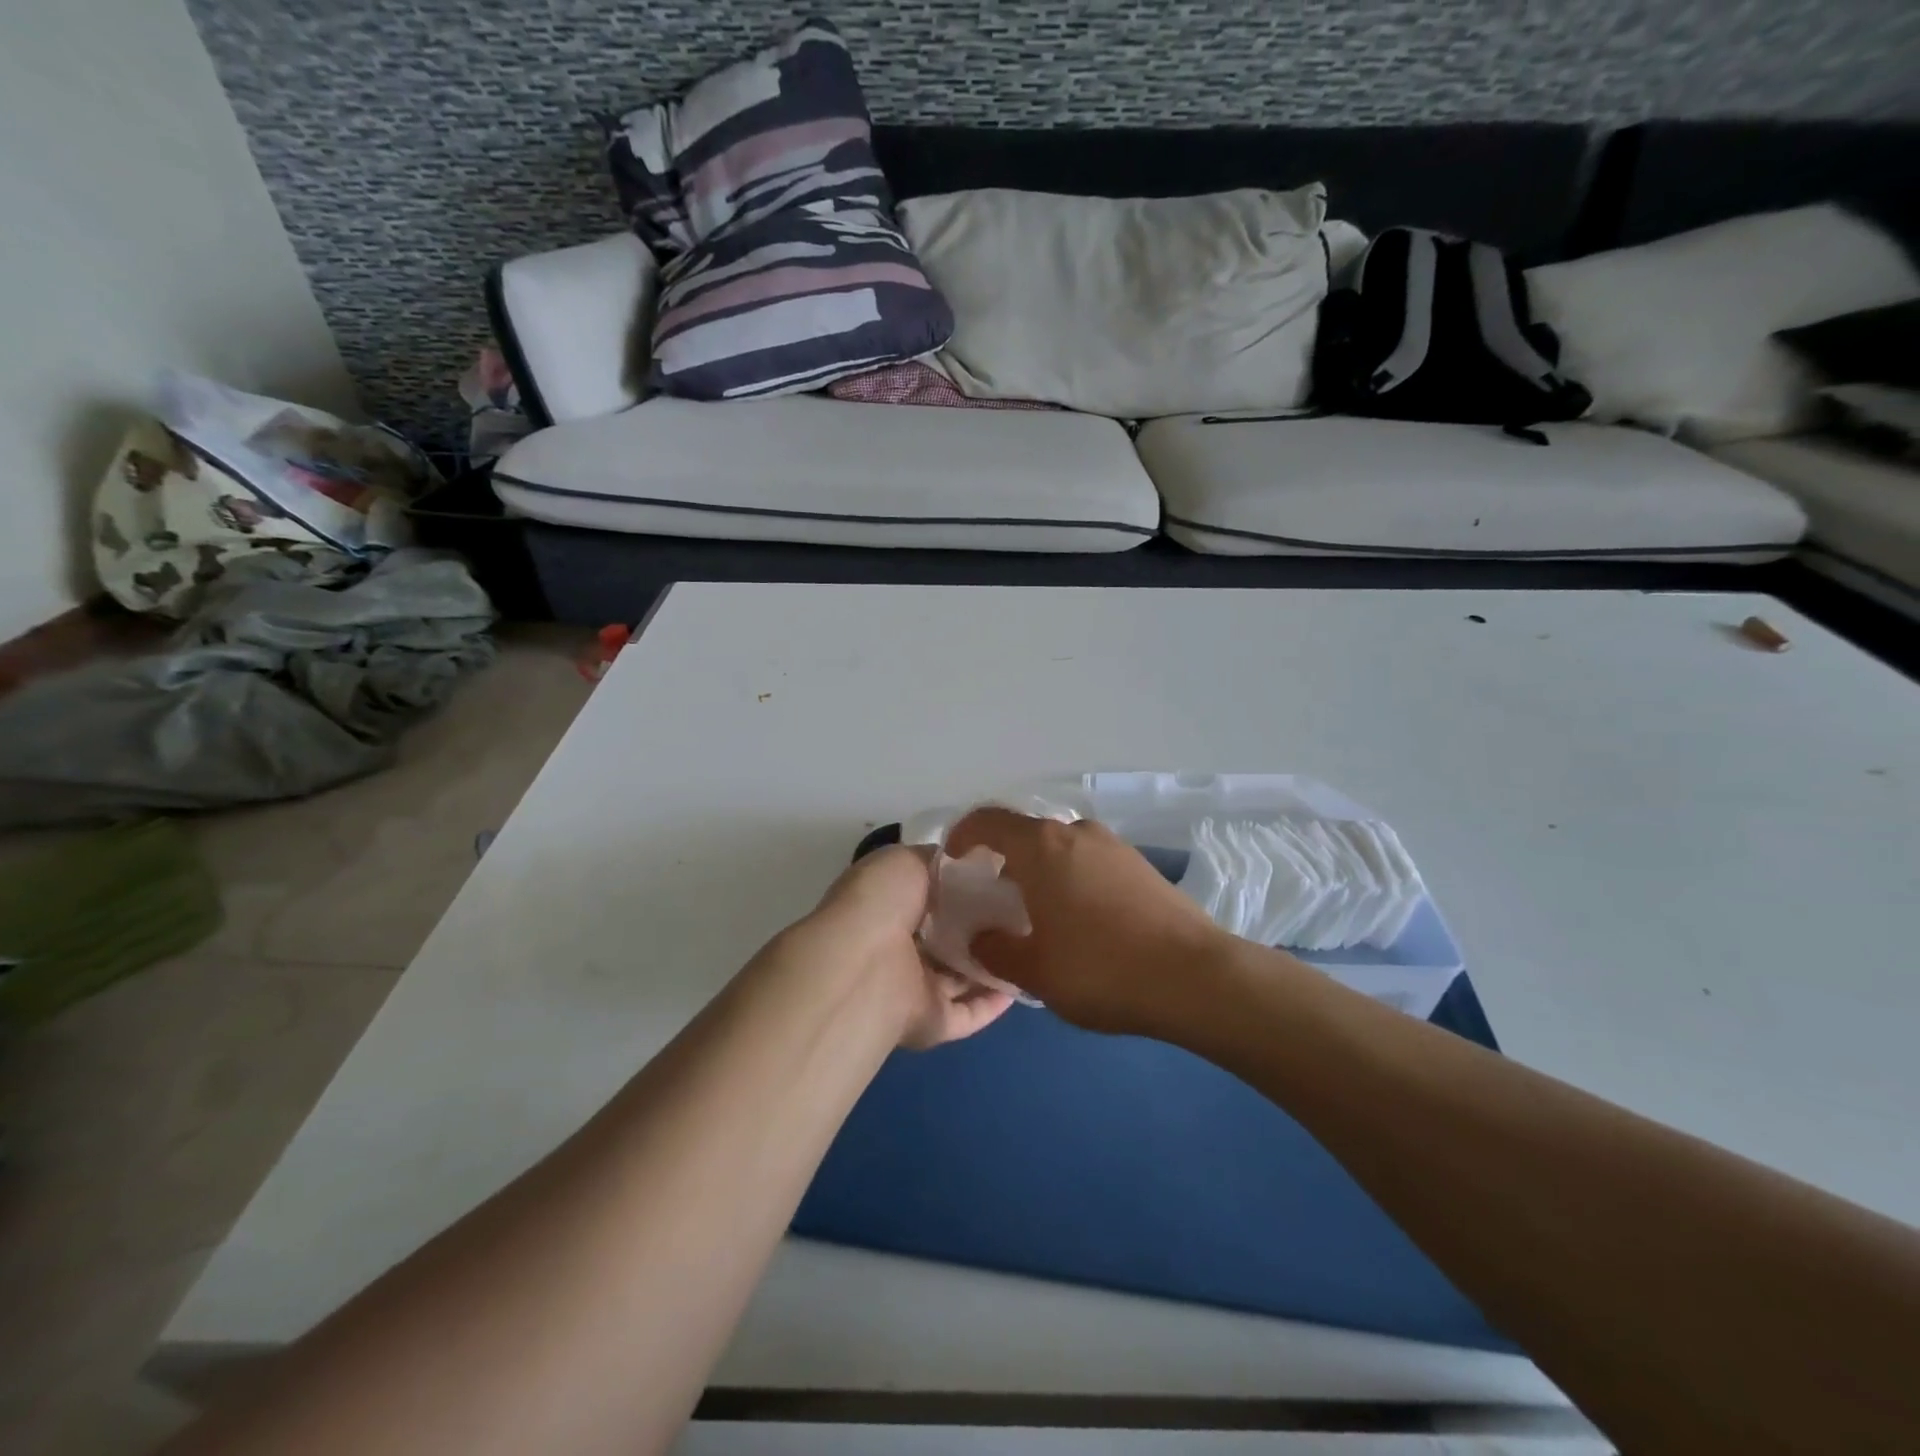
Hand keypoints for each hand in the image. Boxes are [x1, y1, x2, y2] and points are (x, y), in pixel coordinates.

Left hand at [804, 843, 1013, 1049]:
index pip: (928, 898)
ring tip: (1029, 945)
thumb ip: (940, 862)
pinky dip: (993, 1003)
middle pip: (945, 938)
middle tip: (1019, 912)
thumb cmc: (881, 902)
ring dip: (989, 964)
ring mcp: (913, 988)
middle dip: (978, 926)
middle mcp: (898, 948)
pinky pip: (968, 1013)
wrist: (865, 965)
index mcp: (887, 907)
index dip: (960, 889)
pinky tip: (1021, 984)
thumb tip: (974, 861)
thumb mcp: (907, 861)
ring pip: (958, 977)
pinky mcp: (932, 1022)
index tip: (997, 880)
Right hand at [944, 809, 1228, 1035]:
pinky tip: (1080, 924)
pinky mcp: (1141, 865)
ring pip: (1060, 850)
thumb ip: (995, 951)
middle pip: (1025, 836)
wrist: (1195, 977)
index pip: (987, 821)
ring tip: (1038, 917)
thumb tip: (981, 938)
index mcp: (1041, 846)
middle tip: (994, 903)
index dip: (962, 836)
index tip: (953, 862)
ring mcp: (1114, 845)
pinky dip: (1072, 881)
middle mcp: (1076, 832)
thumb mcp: (1034, 970)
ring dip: (1040, 874)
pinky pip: (1090, 863)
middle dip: (1003, 863)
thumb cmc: (1100, 968)